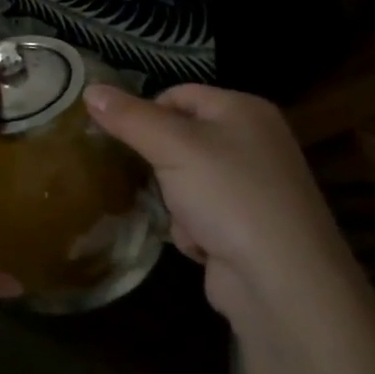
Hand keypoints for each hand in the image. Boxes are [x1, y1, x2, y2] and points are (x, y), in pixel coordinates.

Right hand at [83, 83, 352, 316]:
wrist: (284, 284)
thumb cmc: (229, 195)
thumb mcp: (171, 146)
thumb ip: (128, 117)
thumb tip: (90, 89)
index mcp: (244, 110)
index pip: (178, 94)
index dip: (147, 114)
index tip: (126, 139)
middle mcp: (255, 142)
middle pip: (181, 138)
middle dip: (161, 164)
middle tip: (154, 179)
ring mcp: (255, 187)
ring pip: (185, 178)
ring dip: (174, 200)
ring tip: (183, 217)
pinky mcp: (248, 227)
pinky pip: (202, 213)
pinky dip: (193, 227)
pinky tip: (202, 244)